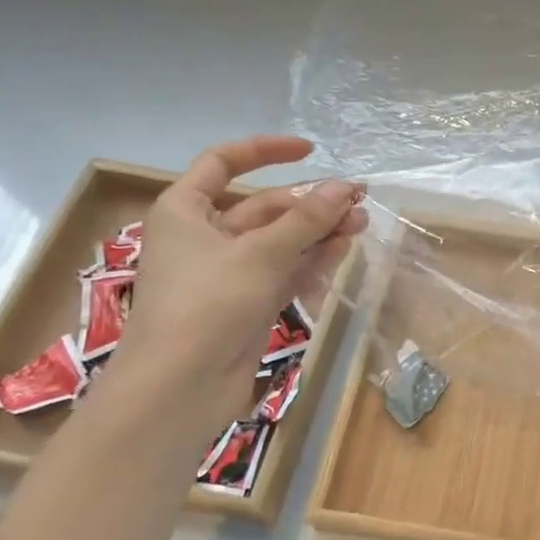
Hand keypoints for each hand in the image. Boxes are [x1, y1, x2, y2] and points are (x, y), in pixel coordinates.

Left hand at [112, 136, 367, 392]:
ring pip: (280, 240)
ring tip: (361, 223)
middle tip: (357, 199)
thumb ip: (307, 219)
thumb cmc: (206, 305)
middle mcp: (204, 236)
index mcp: (185, 211)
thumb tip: (347, 186)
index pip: (223, 163)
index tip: (310, 150)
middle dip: (310, 202)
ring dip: (318, 230)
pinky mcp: (248, 302)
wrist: (178, 390)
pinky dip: (311, 259)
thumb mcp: (260, 254)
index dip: (265, 150)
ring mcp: (228, 272)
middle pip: (263, 206)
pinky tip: (343, 249)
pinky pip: (284, 270)